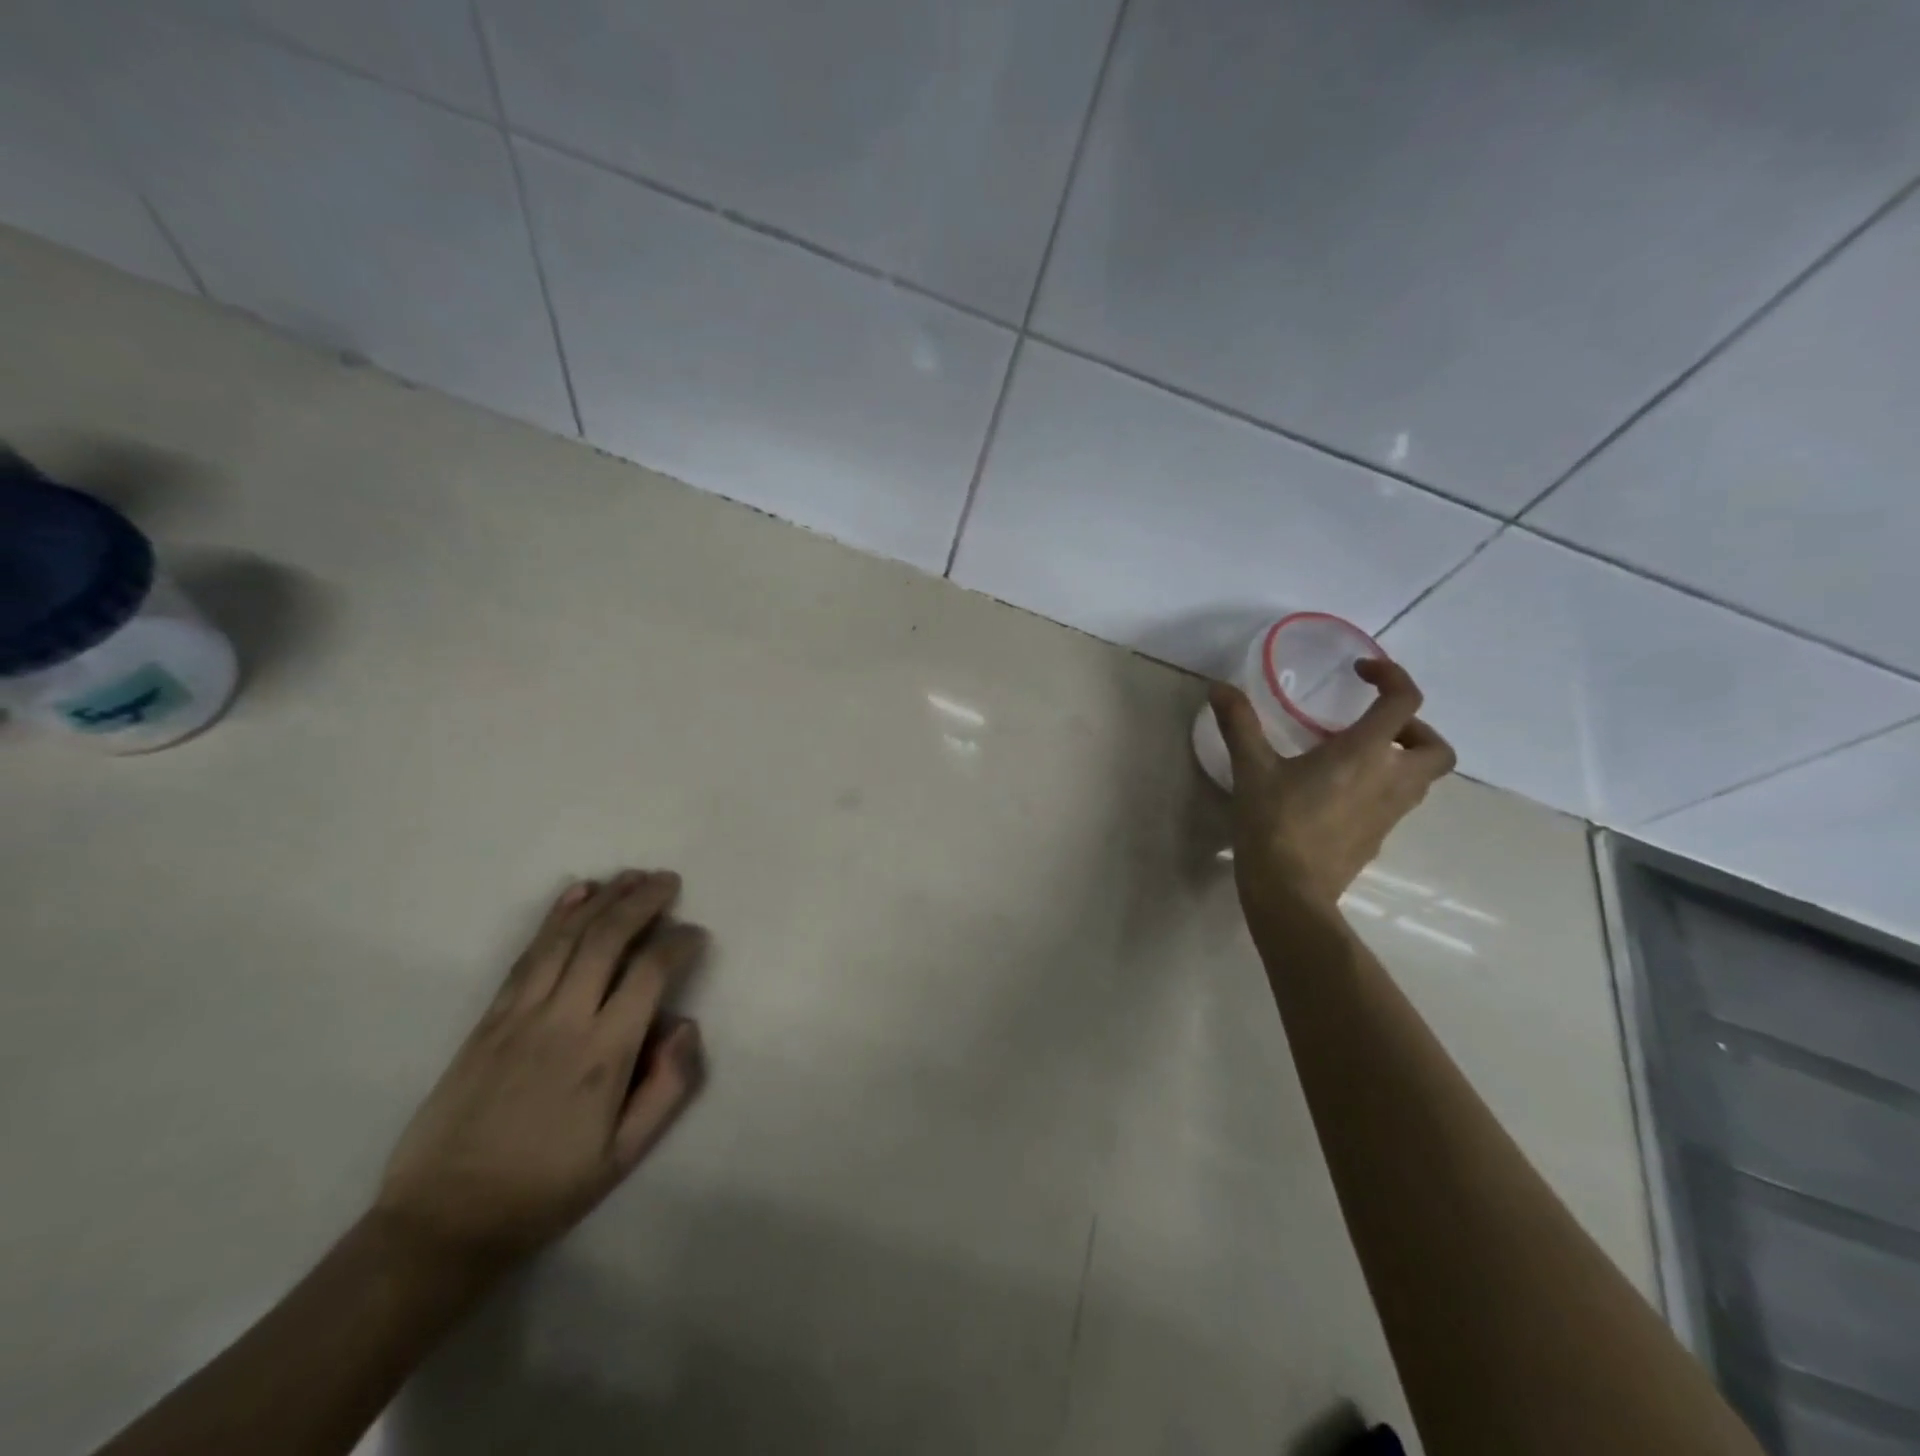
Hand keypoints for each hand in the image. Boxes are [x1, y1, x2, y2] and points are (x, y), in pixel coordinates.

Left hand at [374, 870, 705, 1268]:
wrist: (441, 1222)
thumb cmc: (545, 1191)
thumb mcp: (624, 1157)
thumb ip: (667, 1088)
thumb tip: (685, 1025)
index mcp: (603, 1055)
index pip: (650, 973)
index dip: (679, 943)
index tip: (696, 935)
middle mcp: (563, 1021)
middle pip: (607, 939)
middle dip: (642, 901)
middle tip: (668, 880)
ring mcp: (520, 1015)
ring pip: (567, 937)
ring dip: (603, 899)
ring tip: (632, 876)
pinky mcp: (489, 1018)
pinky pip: (527, 955)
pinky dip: (554, 918)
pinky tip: (576, 894)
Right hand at [1211, 659, 1454, 909]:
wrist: (1290, 892)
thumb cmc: (1275, 823)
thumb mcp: (1251, 769)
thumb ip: (1239, 724)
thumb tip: (1219, 687)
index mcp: (1365, 754)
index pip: (1405, 702)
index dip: (1392, 676)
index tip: (1361, 672)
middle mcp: (1390, 781)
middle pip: (1436, 749)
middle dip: (1414, 730)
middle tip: (1373, 726)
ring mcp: (1389, 815)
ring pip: (1421, 780)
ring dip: (1400, 760)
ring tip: (1353, 758)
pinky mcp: (1377, 839)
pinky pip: (1395, 804)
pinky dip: (1381, 789)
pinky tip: (1338, 795)